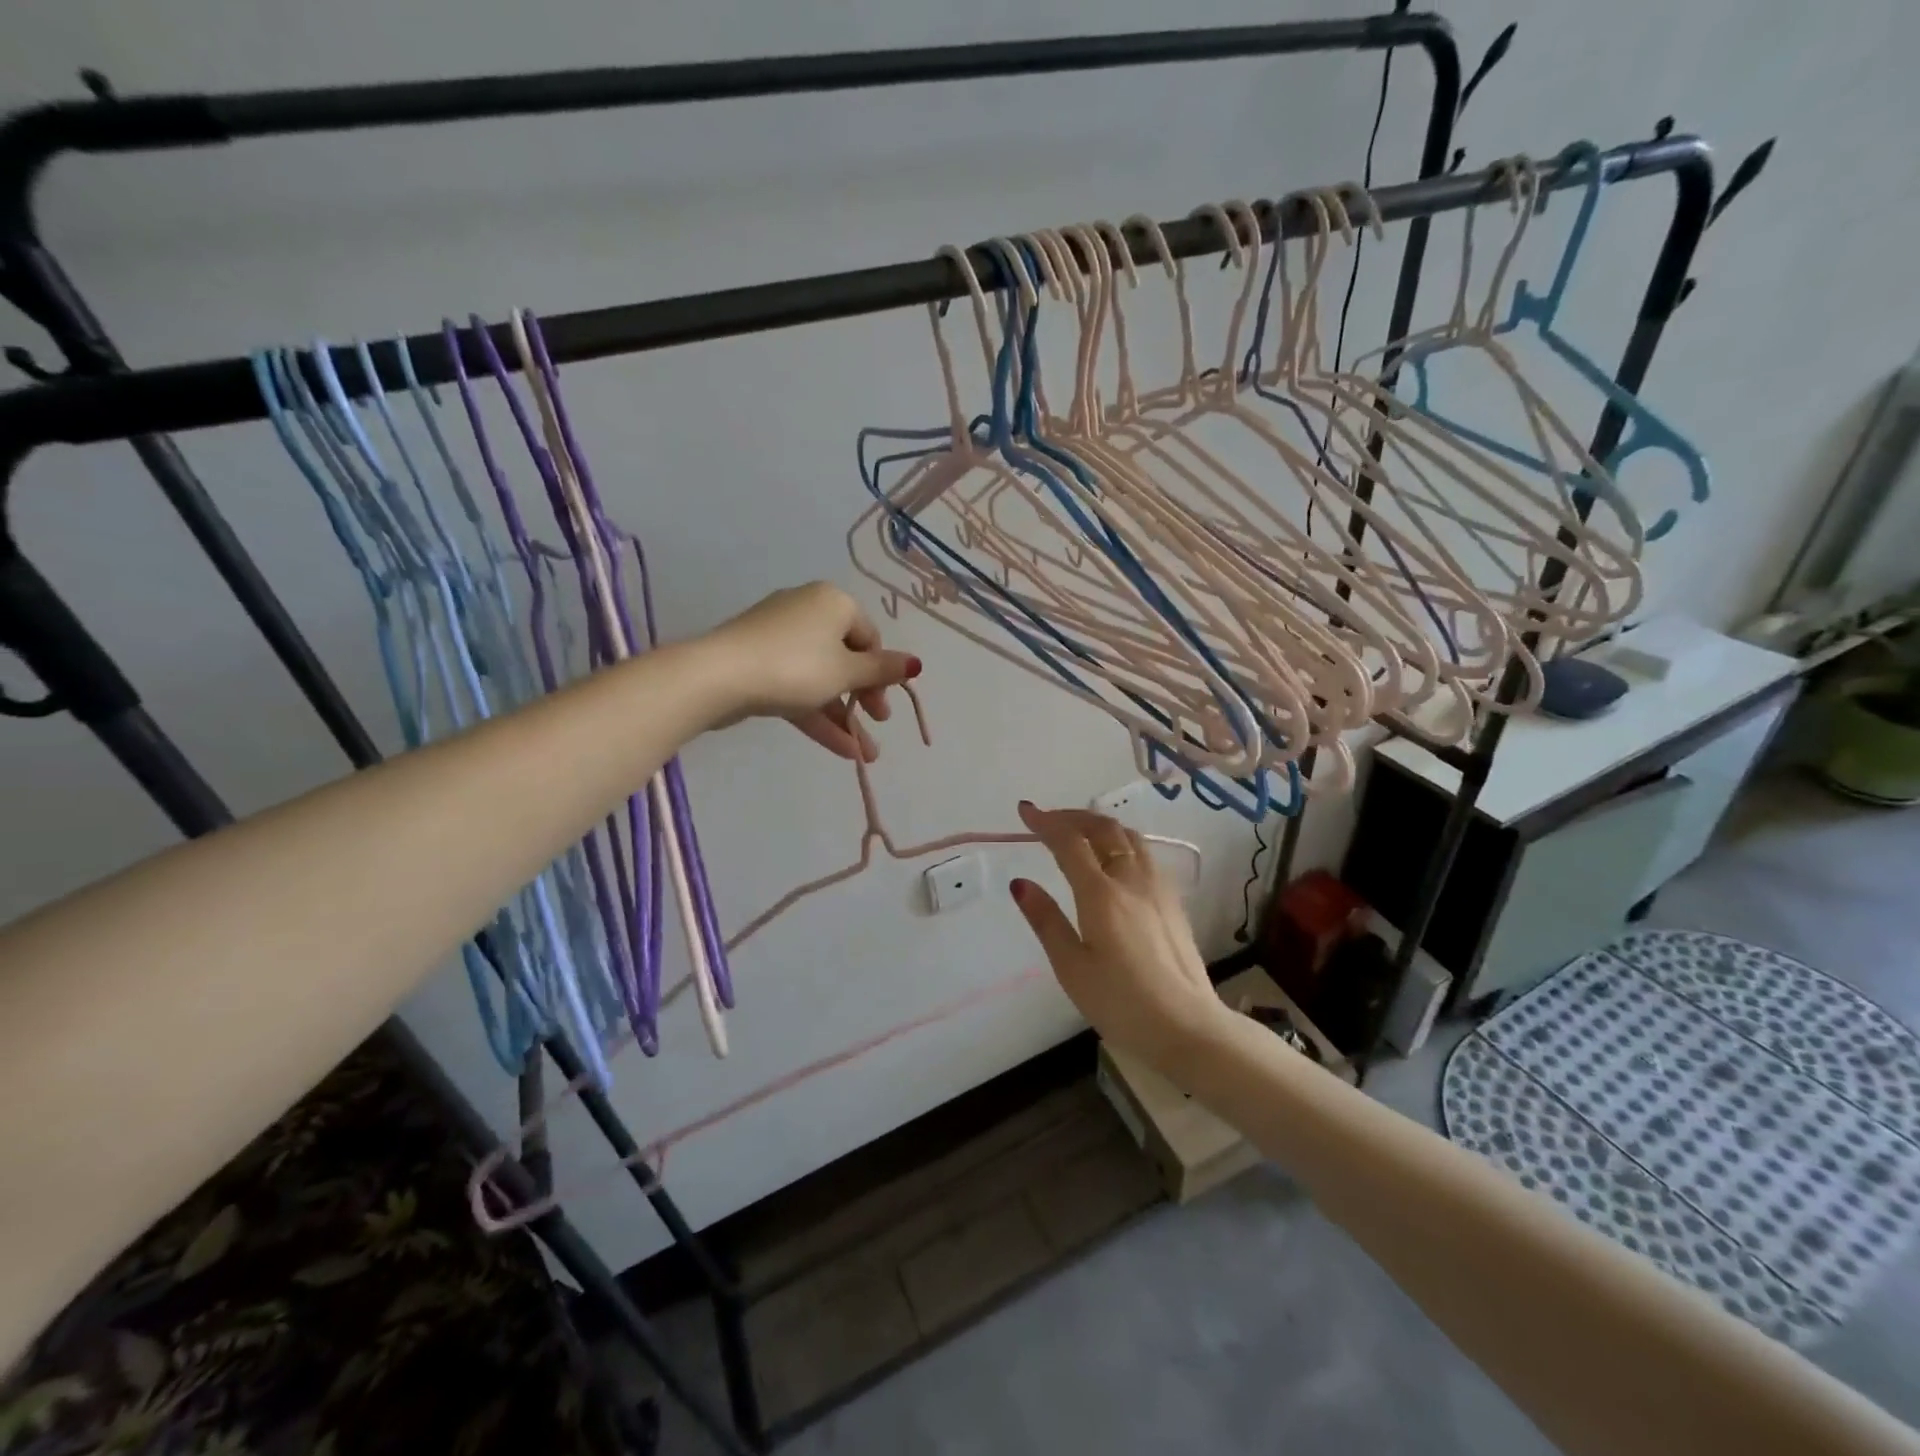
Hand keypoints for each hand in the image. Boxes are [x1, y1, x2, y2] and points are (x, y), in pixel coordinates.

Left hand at [701, 583, 919, 761]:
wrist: (719, 676)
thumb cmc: (796, 667)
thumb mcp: (847, 671)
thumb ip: (882, 670)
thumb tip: (916, 663)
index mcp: (833, 603)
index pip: (869, 637)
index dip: (882, 673)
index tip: (884, 704)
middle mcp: (807, 612)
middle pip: (845, 658)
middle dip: (864, 698)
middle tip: (878, 723)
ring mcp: (779, 638)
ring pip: (821, 678)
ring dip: (844, 716)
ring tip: (865, 754)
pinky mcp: (758, 663)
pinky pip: (797, 687)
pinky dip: (817, 714)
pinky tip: (841, 749)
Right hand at [1009, 802, 1228, 1073]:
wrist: (1188, 1027)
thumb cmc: (1121, 1003)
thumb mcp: (1071, 967)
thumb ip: (1046, 920)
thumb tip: (1020, 883)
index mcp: (1101, 894)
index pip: (1069, 842)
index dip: (1045, 822)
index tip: (1025, 810)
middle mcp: (1132, 879)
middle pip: (1103, 829)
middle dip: (1072, 817)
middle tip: (1047, 820)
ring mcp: (1157, 887)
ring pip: (1129, 837)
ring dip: (1099, 825)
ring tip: (1078, 832)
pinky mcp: (1172, 900)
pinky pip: (1144, 853)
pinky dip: (1120, 840)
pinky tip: (1114, 859)